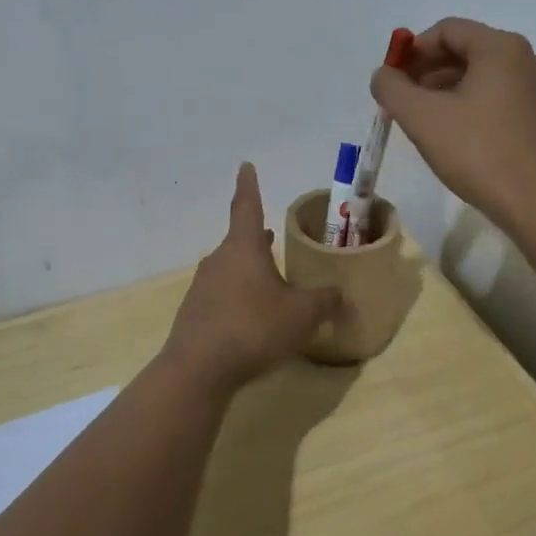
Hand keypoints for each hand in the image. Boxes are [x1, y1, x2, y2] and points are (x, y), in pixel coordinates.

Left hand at [161, 163, 341, 389]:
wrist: (198, 369)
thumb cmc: (254, 328)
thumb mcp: (301, 314)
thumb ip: (324, 301)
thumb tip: (340, 295)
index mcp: (244, 248)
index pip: (248, 205)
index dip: (249, 185)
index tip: (245, 166)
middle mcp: (219, 260)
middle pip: (241, 241)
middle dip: (259, 239)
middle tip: (274, 235)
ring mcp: (203, 287)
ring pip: (231, 269)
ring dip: (250, 270)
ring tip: (270, 280)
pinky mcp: (195, 313)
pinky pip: (222, 296)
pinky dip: (239, 298)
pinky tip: (252, 318)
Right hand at [369, 18, 535, 233]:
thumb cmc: (479, 152)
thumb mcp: (422, 118)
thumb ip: (392, 88)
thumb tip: (383, 74)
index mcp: (500, 48)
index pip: (447, 30)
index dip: (413, 50)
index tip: (392, 79)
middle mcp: (525, 59)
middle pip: (466, 51)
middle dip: (428, 71)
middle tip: (403, 101)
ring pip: (482, 77)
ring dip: (447, 91)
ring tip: (424, 122)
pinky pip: (498, 98)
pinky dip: (471, 106)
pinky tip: (455, 137)